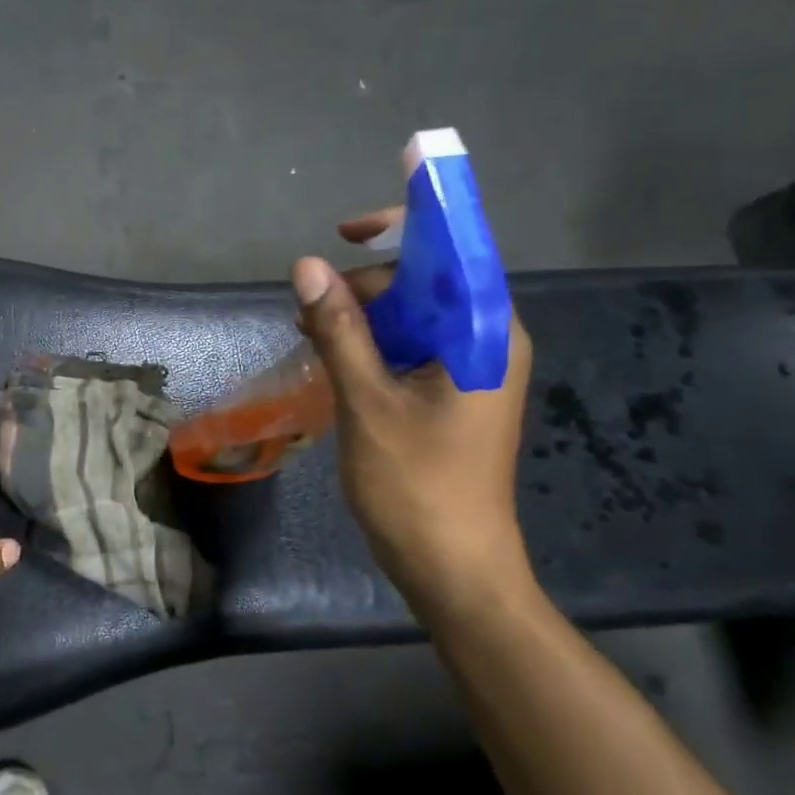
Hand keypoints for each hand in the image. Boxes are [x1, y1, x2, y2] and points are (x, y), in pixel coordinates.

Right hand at [293, 209, 535, 614]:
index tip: (347, 231)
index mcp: (485, 334)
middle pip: (430, 283)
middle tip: (310, 309)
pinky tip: (332, 361)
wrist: (453, 568)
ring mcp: (472, 372)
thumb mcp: (368, 401)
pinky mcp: (452, 397)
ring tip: (310, 335)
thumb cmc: (416, 485)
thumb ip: (340, 330)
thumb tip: (306, 266)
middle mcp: (488, 342)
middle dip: (369, 283)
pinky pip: (412, 349)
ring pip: (415, 318)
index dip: (407, 226)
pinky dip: (372, 345)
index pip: (456, 252)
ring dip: (364, 316)